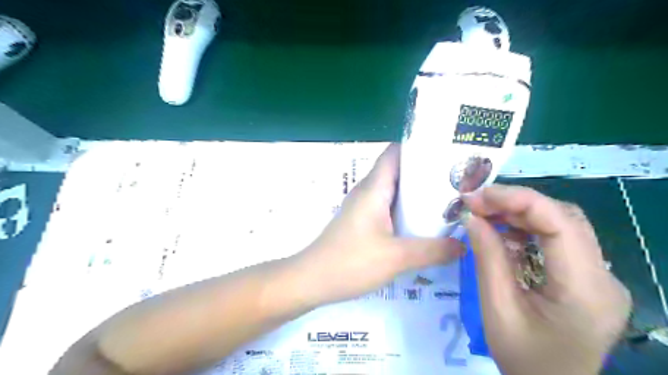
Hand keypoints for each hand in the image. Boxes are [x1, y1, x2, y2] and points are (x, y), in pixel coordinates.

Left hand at [292, 145, 465, 305]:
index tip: (448, 151)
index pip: (396, 152)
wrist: (312, 280)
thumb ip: (432, 250)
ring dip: (418, 193)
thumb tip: (463, 245)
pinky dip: (407, 209)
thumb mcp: (397, 257)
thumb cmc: (351, 262)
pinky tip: (424, 223)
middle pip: (399, 170)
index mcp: (374, 188)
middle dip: (427, 172)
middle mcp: (368, 191)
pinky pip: (389, 207)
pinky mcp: (363, 221)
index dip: (420, 147)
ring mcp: (364, 206)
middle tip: (458, 179)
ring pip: (395, 190)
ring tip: (449, 199)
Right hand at [463, 184, 629, 374]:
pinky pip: (558, 240)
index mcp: (585, 290)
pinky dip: (527, 229)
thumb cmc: (524, 360)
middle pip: (564, 218)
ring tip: (485, 214)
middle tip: (477, 204)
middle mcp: (603, 277)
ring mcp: (599, 277)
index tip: (478, 196)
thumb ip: (487, 259)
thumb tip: (472, 218)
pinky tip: (503, 233)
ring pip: (562, 224)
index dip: (518, 200)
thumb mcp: (497, 310)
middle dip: (516, 203)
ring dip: (520, 213)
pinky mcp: (587, 278)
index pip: (560, 224)